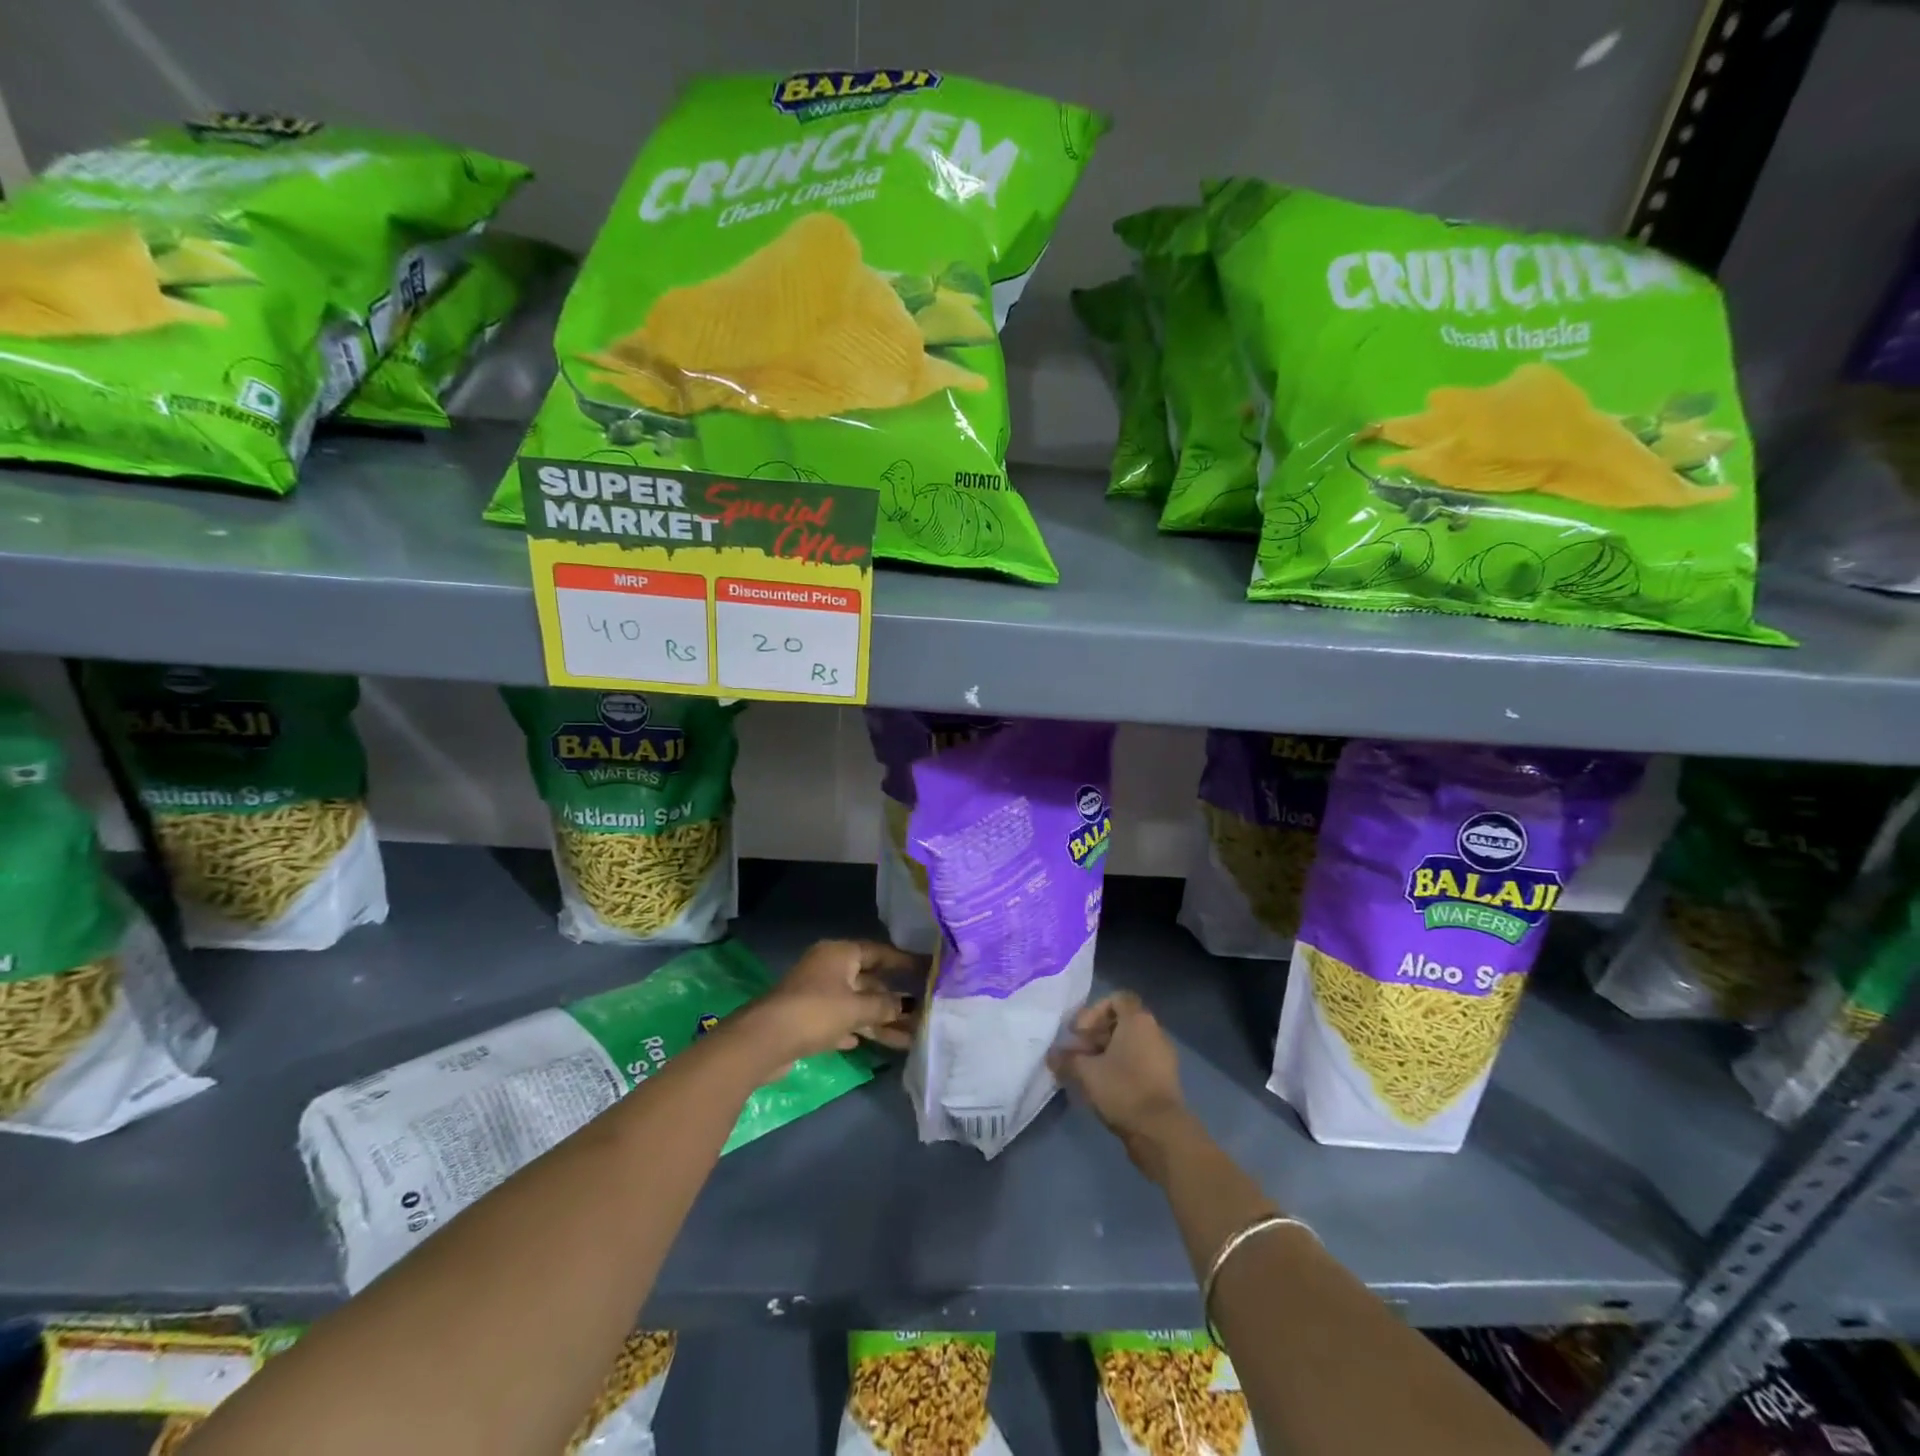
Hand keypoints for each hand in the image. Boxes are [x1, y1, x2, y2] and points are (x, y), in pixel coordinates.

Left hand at [739, 939, 921, 1077]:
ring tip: (907, 1037)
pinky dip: (855, 1029)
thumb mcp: (856, 1008)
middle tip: (922, 1012)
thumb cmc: (815, 1012)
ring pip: (856, 1004)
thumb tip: (907, 1005)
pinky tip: (868, 1042)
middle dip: (893, 1000)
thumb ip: (884, 1006)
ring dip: (878, 1020)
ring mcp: (816, 993)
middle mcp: (828, 968)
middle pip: (868, 981)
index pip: (879, 952)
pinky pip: (840, 1020)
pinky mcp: (807, 1019)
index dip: (903, 961)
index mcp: (840, 954)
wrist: (764, 1041)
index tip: (926, 969)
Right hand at [1048, 992, 1191, 1180]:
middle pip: (1120, 1022)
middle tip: (1077, 1054)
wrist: (1161, 1131)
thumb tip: (1051, 1055)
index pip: (1116, 999)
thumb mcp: (1087, 1072)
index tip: (1079, 1032)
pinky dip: (1119, 1068)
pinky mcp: (1164, 1079)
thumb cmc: (1123, 1089)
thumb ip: (1067, 1060)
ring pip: (1128, 1044)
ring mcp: (1162, 1056)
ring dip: (1105, 1053)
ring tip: (1086, 1072)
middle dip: (1094, 1035)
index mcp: (1138, 1020)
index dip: (1093, 1011)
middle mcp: (1154, 1032)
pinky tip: (1102, 1087)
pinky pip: (1138, 1062)